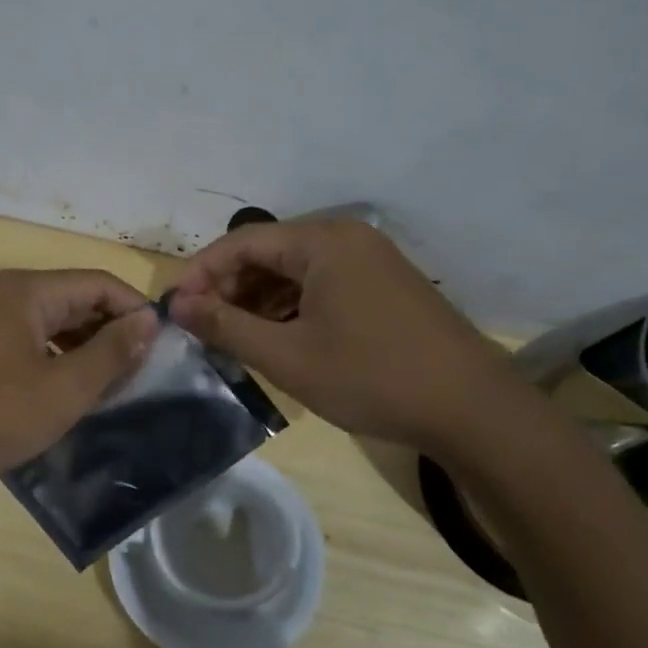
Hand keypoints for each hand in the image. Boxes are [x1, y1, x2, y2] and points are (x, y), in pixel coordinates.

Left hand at [0, 269, 158, 503]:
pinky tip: (70, 393)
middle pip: (76, 300)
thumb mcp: (63, 389)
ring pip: (54, 324)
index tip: (163, 349)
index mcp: (27, 291)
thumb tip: (149, 320)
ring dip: (87, 349)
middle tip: (141, 374)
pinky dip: (58, 361)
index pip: (100, 283)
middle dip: (112, 332)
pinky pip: (31, 343)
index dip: (136, 311)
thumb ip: (112, 352)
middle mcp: (6, 295)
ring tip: (112, 387)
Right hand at [168, 220, 518, 451]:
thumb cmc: (371, 377)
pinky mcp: (383, 286)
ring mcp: (370, 261)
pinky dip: (291, 307)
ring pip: (294, 271)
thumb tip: (178, 305)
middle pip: (269, 252)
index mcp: (323, 241)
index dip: (202, 273)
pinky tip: (276, 338)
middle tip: (202, 328)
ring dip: (258, 300)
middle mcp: (347, 238)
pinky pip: (321, 285)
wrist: (472, 409)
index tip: (175, 309)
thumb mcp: (288, 356)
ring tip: (232, 338)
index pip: (243, 242)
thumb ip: (226, 326)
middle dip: (230, 288)